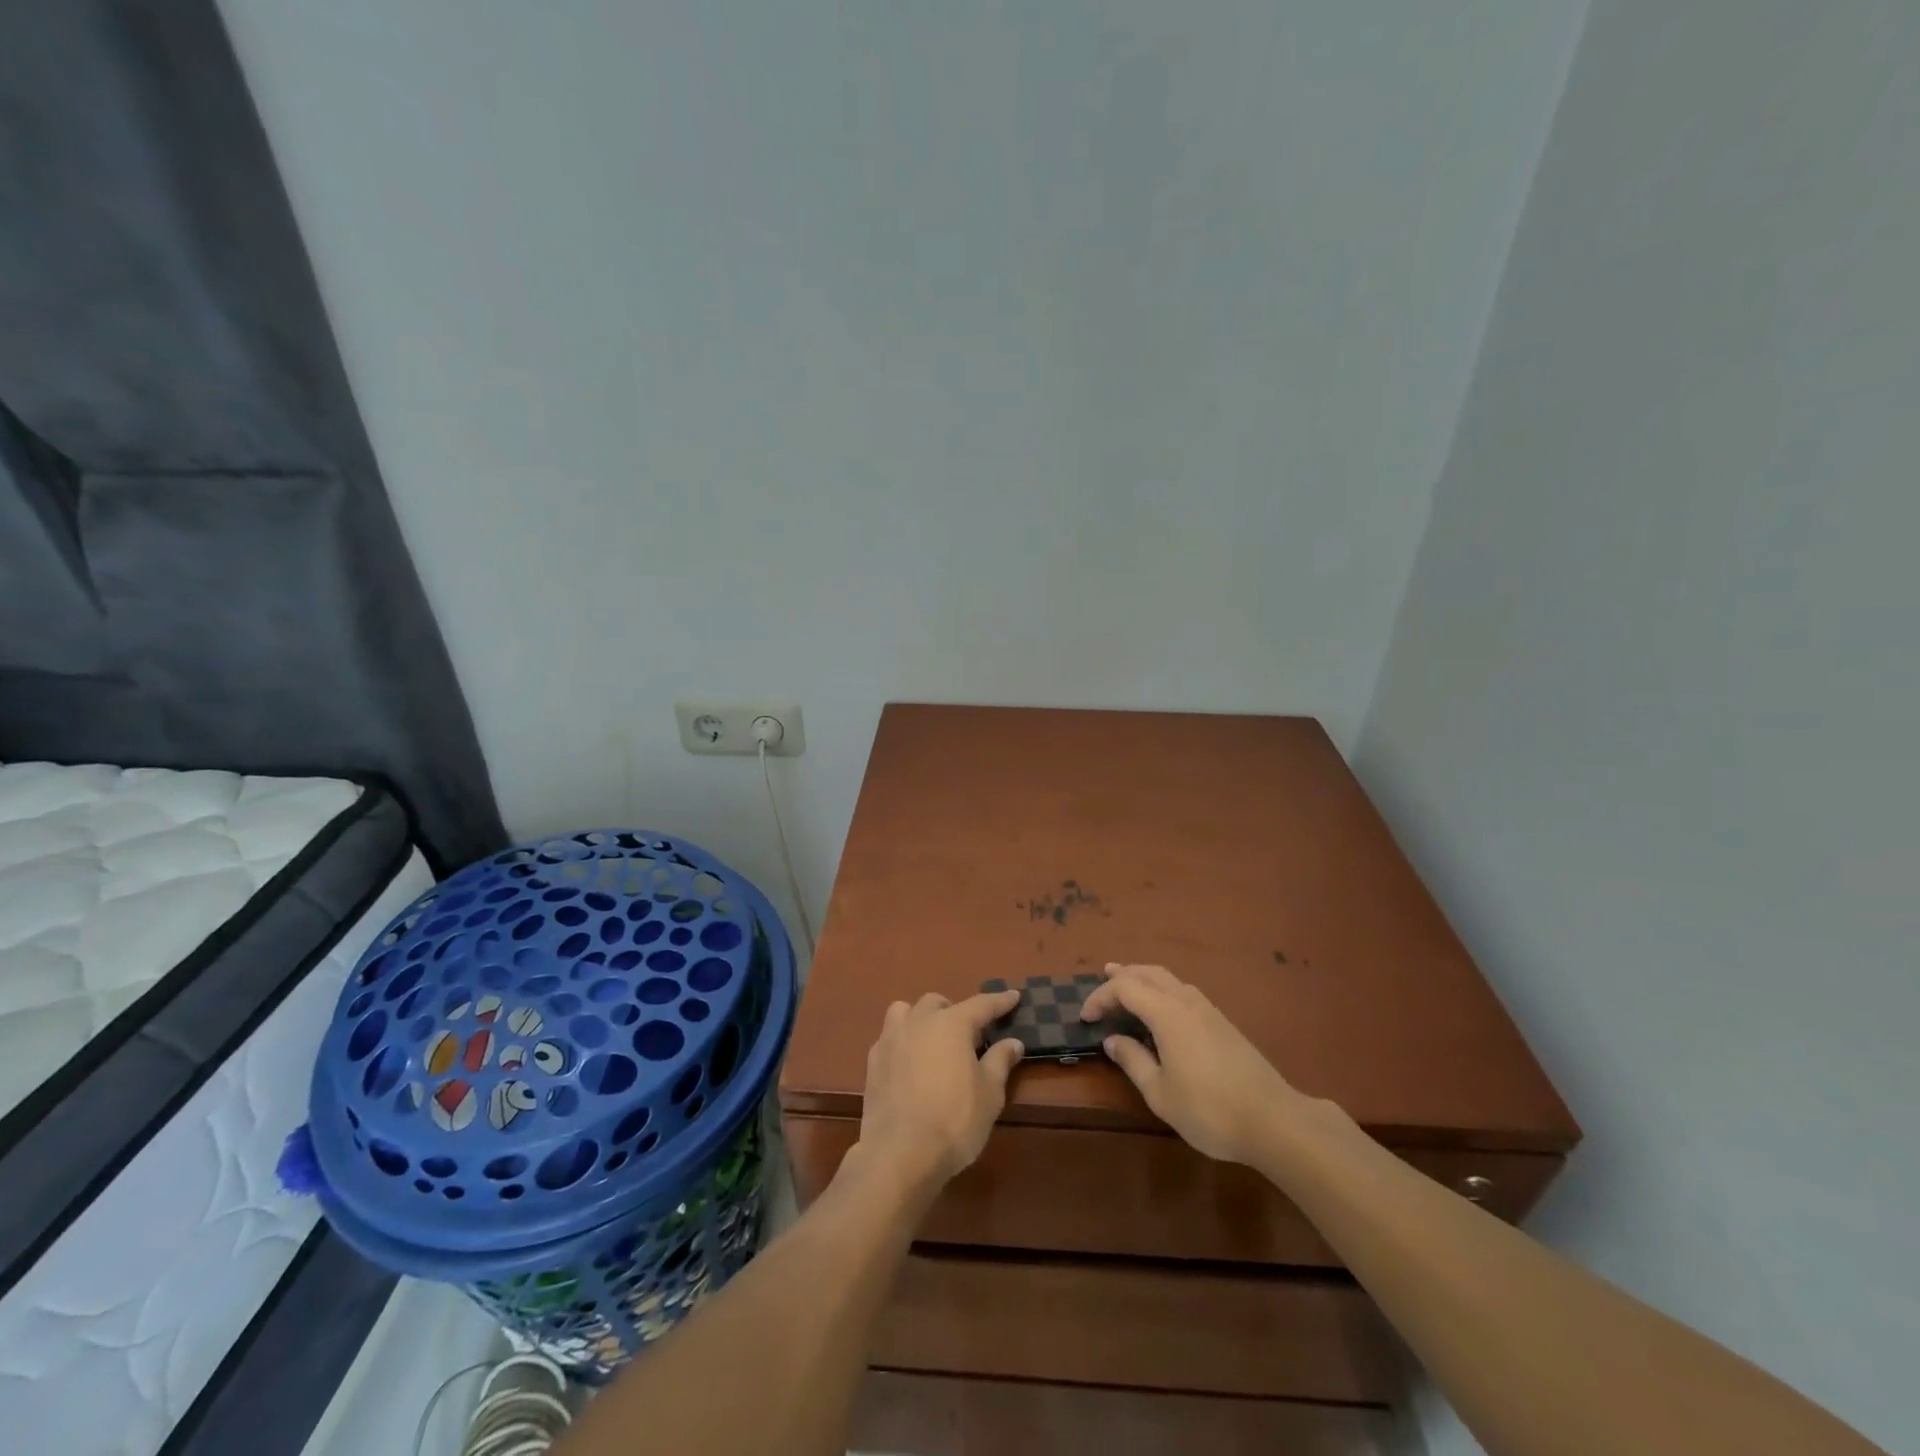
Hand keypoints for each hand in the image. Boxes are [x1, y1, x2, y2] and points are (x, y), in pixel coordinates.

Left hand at [850, 990, 1023, 1199]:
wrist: (899, 1153)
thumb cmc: (954, 1120)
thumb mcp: (990, 1094)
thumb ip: (1000, 1061)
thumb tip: (1013, 1042)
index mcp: (951, 1024)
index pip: (981, 1004)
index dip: (1000, 1001)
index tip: (1014, 996)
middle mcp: (919, 1021)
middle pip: (938, 1003)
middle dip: (955, 1012)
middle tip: (969, 1037)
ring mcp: (891, 1039)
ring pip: (906, 1012)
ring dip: (922, 1018)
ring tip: (933, 1041)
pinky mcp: (873, 1061)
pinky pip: (890, 1037)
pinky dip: (903, 1041)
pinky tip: (910, 1063)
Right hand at [1081, 963, 1310, 1165]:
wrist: (1273, 1119)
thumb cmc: (1209, 1110)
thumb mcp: (1160, 1093)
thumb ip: (1133, 1061)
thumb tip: (1113, 1040)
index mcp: (1167, 1014)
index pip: (1125, 989)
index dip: (1100, 997)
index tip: (1085, 1017)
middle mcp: (1186, 1002)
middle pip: (1149, 973)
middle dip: (1123, 974)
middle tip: (1103, 977)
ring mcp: (1208, 1010)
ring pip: (1169, 979)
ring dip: (1145, 978)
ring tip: (1129, 985)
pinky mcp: (1223, 1022)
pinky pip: (1184, 991)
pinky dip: (1163, 989)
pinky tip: (1162, 1008)